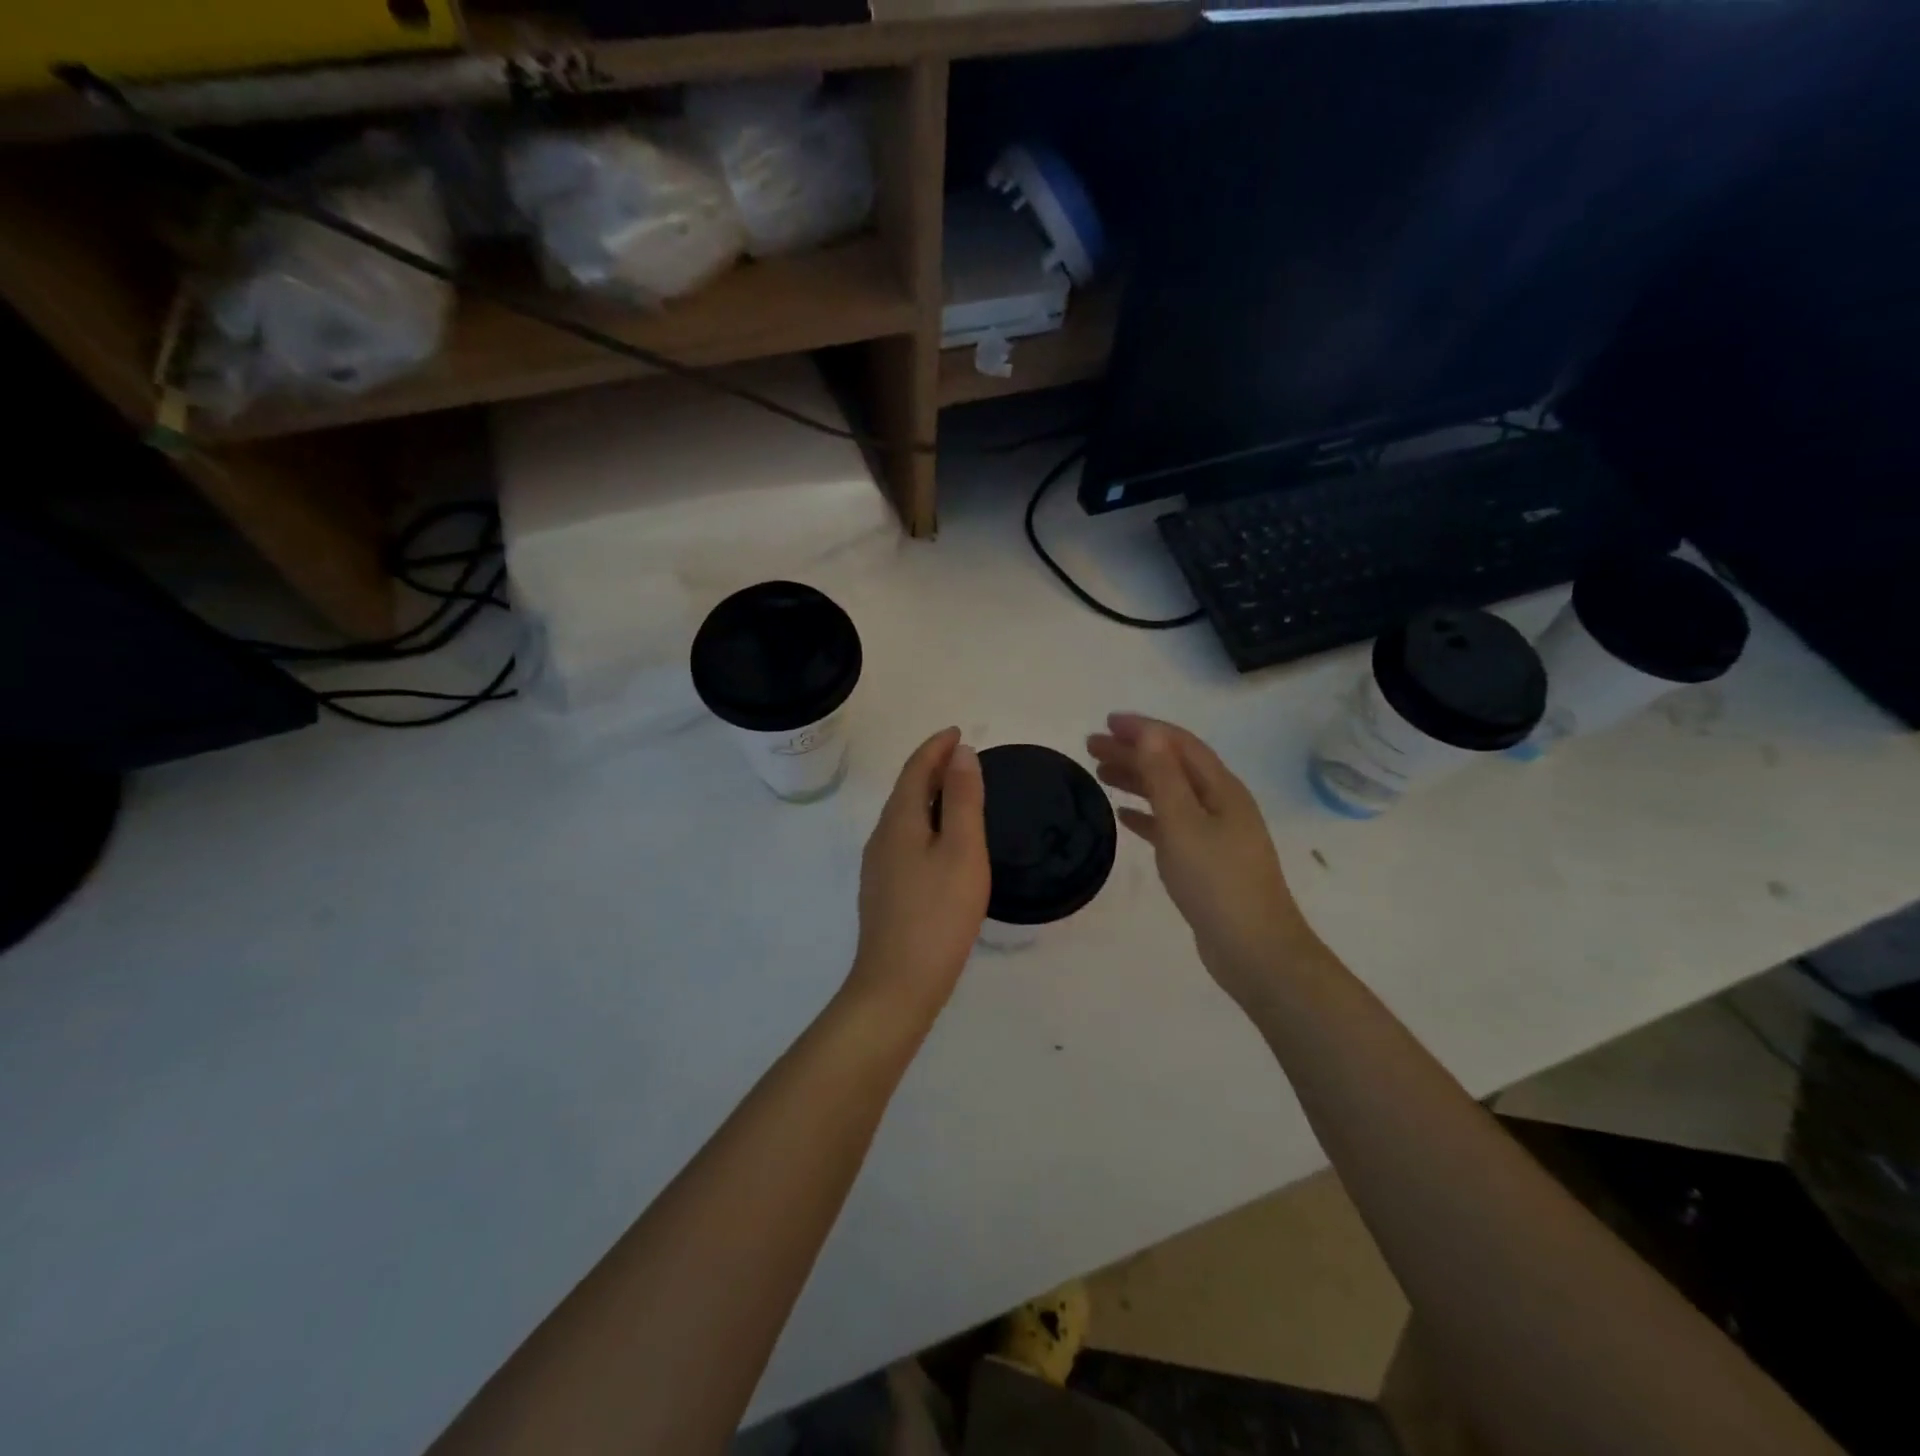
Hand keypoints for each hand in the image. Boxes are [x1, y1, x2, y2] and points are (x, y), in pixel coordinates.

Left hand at [846, 727, 990, 1019]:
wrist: (897, 984)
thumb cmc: (938, 914)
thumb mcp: (962, 850)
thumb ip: (963, 799)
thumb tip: (960, 753)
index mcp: (900, 821)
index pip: (915, 769)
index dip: (936, 747)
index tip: (959, 731)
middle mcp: (882, 837)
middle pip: (906, 790)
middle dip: (932, 767)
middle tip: (962, 756)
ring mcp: (878, 867)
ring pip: (904, 816)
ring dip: (928, 795)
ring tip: (956, 791)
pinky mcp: (884, 891)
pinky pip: (905, 839)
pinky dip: (925, 823)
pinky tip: (941, 841)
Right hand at [1087, 714, 1316, 1010]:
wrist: (1254, 949)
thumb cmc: (1216, 881)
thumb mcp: (1184, 823)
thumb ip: (1163, 777)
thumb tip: (1148, 732)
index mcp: (1221, 788)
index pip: (1178, 744)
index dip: (1144, 729)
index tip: (1106, 722)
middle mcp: (1220, 803)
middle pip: (1172, 766)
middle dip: (1134, 752)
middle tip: (1092, 747)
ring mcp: (1215, 833)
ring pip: (1170, 794)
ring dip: (1137, 780)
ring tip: (1101, 774)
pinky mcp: (1206, 860)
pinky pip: (1171, 825)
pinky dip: (1146, 815)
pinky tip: (1124, 817)